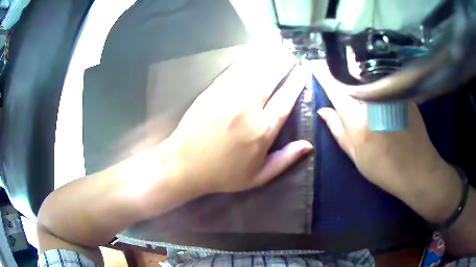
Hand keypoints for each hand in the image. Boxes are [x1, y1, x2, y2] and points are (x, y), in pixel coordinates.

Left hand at [164, 45, 312, 194]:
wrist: (184, 164)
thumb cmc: (222, 174)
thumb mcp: (257, 177)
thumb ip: (285, 160)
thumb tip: (308, 145)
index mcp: (262, 130)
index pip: (286, 98)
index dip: (297, 82)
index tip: (303, 70)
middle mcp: (247, 107)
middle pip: (271, 77)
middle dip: (284, 63)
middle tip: (291, 55)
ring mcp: (227, 95)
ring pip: (253, 68)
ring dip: (267, 57)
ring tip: (277, 49)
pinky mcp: (212, 90)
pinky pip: (234, 69)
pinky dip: (246, 60)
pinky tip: (253, 54)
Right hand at [311, 60, 457, 207]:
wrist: (417, 169)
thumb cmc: (384, 167)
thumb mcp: (356, 155)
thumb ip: (339, 131)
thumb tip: (323, 111)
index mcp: (356, 115)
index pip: (334, 87)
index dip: (323, 74)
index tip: (316, 65)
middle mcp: (372, 98)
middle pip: (351, 79)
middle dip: (342, 76)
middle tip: (339, 79)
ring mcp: (389, 93)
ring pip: (368, 78)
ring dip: (360, 79)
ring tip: (359, 87)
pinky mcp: (402, 93)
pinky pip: (384, 83)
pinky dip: (378, 85)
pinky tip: (382, 97)